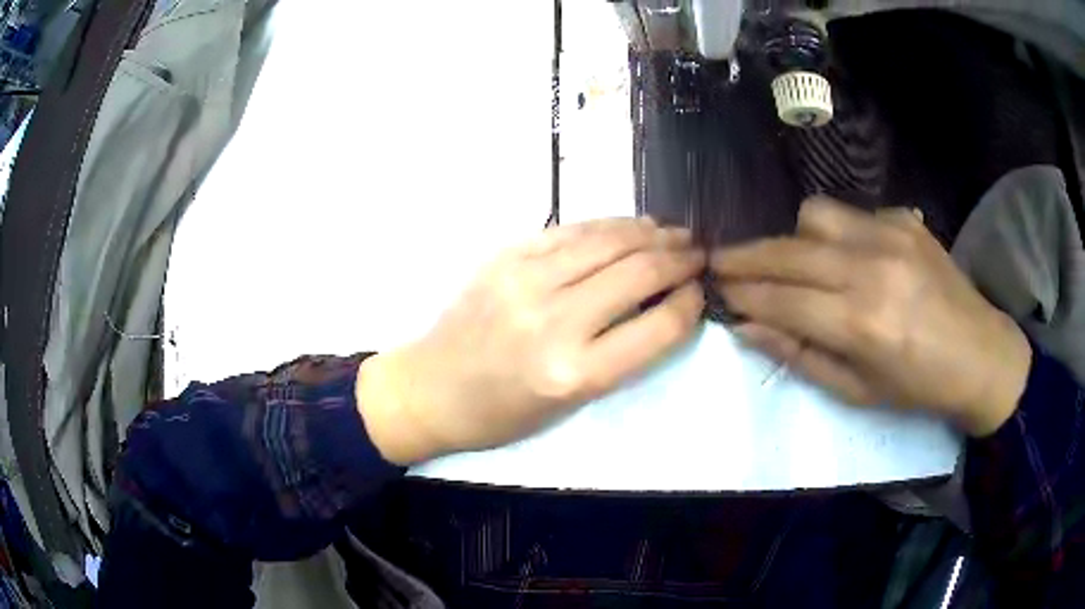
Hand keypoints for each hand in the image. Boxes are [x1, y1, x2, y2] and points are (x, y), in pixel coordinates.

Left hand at [359, 217, 706, 464]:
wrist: (431, 388)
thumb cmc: (502, 413)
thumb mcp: (569, 402)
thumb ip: (620, 353)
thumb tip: (662, 304)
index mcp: (574, 374)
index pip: (658, 327)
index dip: (690, 302)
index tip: (700, 290)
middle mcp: (554, 321)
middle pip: (639, 273)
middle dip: (679, 259)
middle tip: (698, 252)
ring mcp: (525, 280)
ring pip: (608, 241)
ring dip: (650, 233)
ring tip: (674, 233)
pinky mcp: (505, 256)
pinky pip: (570, 230)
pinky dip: (608, 225)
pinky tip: (628, 226)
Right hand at [710, 197, 1032, 437]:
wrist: (979, 353)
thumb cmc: (917, 387)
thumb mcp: (856, 391)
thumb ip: (799, 355)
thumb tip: (746, 328)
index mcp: (861, 324)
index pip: (780, 301)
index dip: (742, 295)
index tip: (715, 291)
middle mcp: (872, 269)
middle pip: (788, 250)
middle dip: (745, 257)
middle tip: (720, 263)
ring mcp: (890, 234)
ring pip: (814, 215)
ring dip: (792, 239)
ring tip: (794, 263)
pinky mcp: (904, 218)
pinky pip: (851, 215)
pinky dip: (834, 235)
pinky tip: (847, 258)